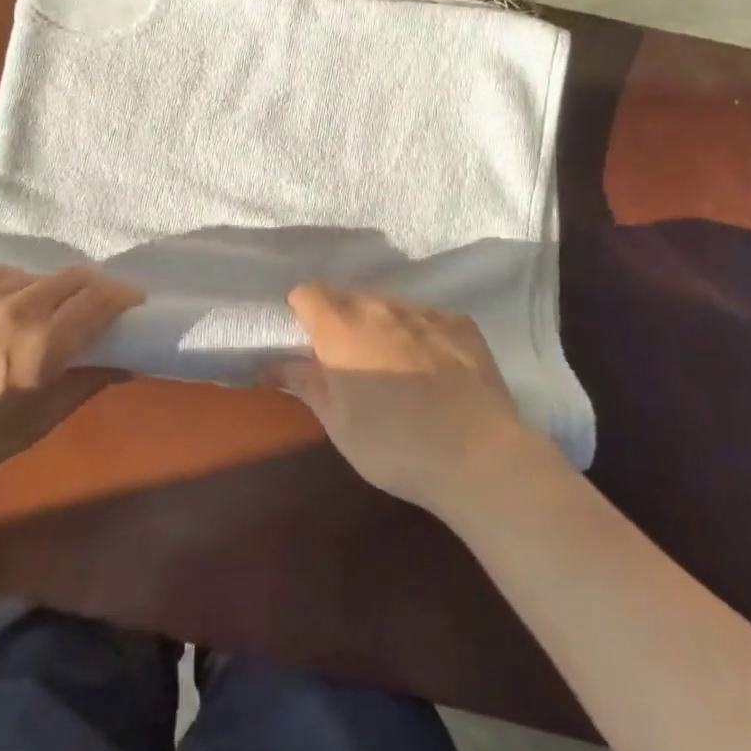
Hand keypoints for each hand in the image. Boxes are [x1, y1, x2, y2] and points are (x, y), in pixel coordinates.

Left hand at [0, 265, 143, 490]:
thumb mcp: (34, 424)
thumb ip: (83, 385)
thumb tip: (126, 363)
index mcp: (39, 346)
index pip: (98, 302)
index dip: (123, 296)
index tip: (135, 300)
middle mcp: (14, 309)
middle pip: (73, 278)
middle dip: (97, 286)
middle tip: (103, 301)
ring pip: (37, 275)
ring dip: (55, 288)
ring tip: (50, 309)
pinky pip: (0, 273)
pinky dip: (17, 284)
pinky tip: (11, 303)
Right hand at [276, 284, 544, 513]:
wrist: (479, 457)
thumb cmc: (395, 446)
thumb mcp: (339, 425)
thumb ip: (305, 384)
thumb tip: (271, 365)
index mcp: (342, 328)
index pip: (307, 293)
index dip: (302, 311)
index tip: (307, 340)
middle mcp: (380, 306)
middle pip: (348, 297)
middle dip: (341, 320)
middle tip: (348, 361)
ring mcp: (424, 310)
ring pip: (388, 305)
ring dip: (380, 325)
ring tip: (393, 366)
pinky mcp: (460, 322)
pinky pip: (426, 316)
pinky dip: (418, 333)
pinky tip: (432, 368)